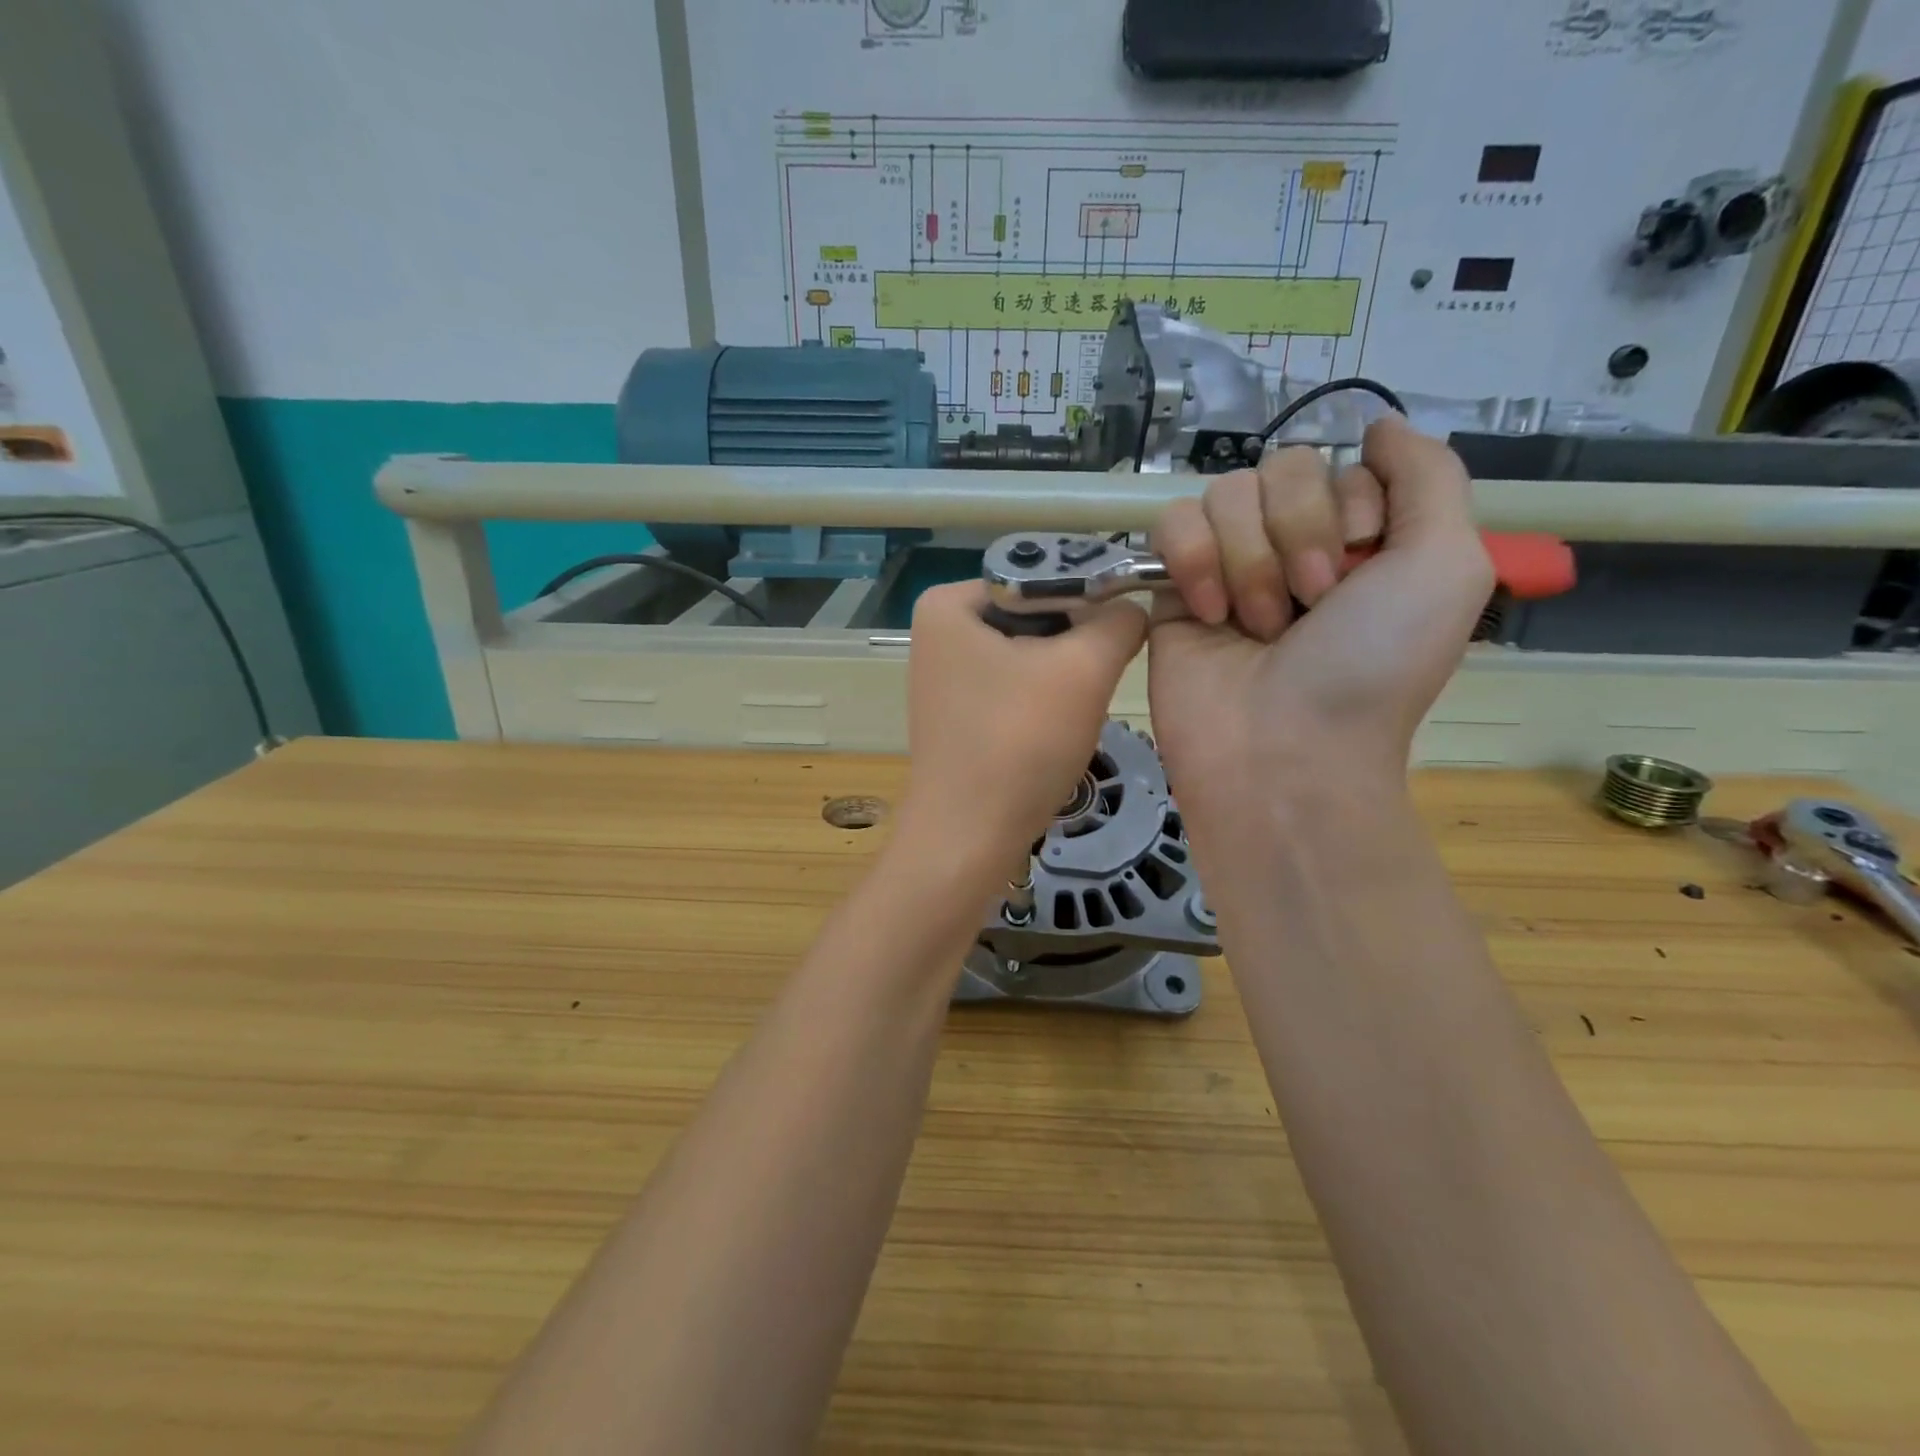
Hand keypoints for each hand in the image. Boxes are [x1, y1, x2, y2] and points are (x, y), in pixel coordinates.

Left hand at [895, 581, 1145, 876]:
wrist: (969, 839)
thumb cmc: (1019, 742)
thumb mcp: (1083, 668)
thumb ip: (1118, 621)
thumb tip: (1134, 606)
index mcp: (949, 603)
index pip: (1042, 574)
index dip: (1092, 597)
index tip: (1126, 630)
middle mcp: (939, 631)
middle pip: (1036, 613)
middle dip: (1076, 643)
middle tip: (1100, 678)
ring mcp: (946, 675)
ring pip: (1031, 652)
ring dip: (1065, 675)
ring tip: (1076, 709)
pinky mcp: (961, 712)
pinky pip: (1017, 686)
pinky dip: (1045, 700)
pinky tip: (1055, 729)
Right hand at [1147, 415, 1492, 817]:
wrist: (1283, 749)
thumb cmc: (1372, 666)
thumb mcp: (1447, 566)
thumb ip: (1429, 477)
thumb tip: (1380, 424)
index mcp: (1359, 538)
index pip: (1342, 462)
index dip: (1350, 507)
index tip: (1357, 571)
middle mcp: (1293, 544)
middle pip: (1281, 468)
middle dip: (1299, 535)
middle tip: (1308, 606)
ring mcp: (1228, 564)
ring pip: (1225, 493)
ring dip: (1249, 562)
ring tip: (1257, 626)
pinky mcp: (1172, 587)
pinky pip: (1172, 523)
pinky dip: (1193, 562)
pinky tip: (1207, 614)